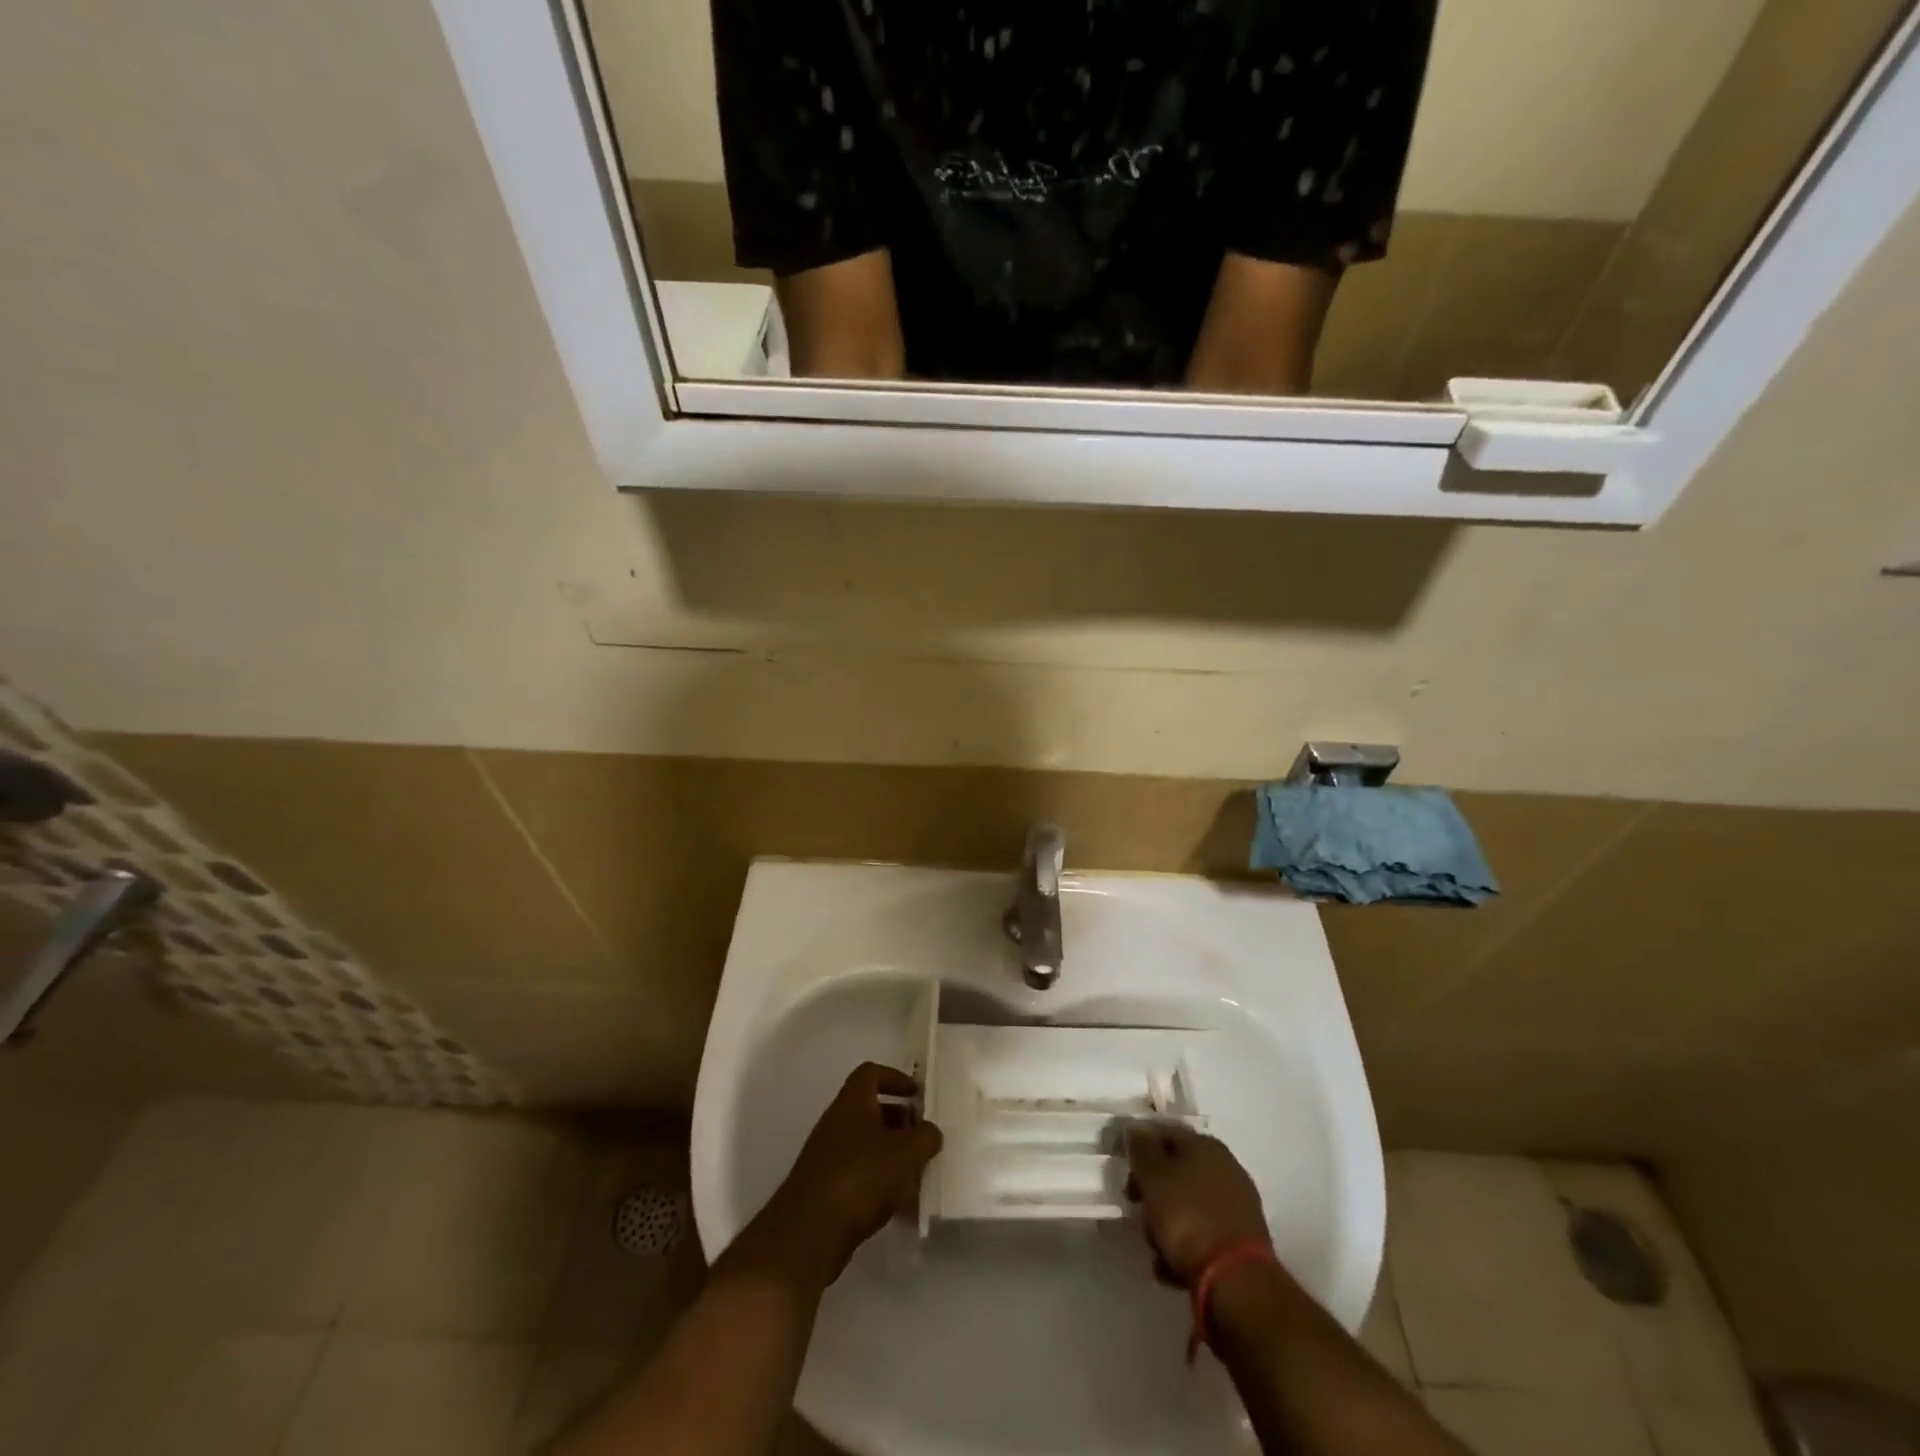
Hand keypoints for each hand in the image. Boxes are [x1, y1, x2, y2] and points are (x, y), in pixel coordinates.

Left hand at [730, 1063, 942, 1286]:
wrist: (809, 1232)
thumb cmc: (860, 1176)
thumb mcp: (905, 1153)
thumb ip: (925, 1137)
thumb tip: (930, 1132)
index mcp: (852, 1102)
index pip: (871, 1073)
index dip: (895, 1078)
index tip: (917, 1095)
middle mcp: (836, 1123)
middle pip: (871, 1110)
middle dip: (899, 1122)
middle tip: (923, 1137)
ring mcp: (827, 1157)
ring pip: (866, 1145)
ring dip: (892, 1155)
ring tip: (917, 1174)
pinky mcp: (825, 1189)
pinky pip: (859, 1175)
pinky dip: (879, 1183)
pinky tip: (899, 1205)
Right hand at [1124, 1124, 1269, 1287]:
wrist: (1236, 1282)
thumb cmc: (1188, 1218)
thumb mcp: (1153, 1177)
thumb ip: (1141, 1149)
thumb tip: (1136, 1129)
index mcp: (1205, 1145)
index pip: (1165, 1133)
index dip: (1140, 1149)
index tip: (1124, 1172)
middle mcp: (1225, 1168)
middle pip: (1176, 1172)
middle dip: (1152, 1194)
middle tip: (1137, 1211)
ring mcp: (1236, 1205)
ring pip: (1187, 1206)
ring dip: (1166, 1225)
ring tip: (1156, 1250)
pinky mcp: (1241, 1241)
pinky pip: (1203, 1235)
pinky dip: (1185, 1248)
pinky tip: (1172, 1268)